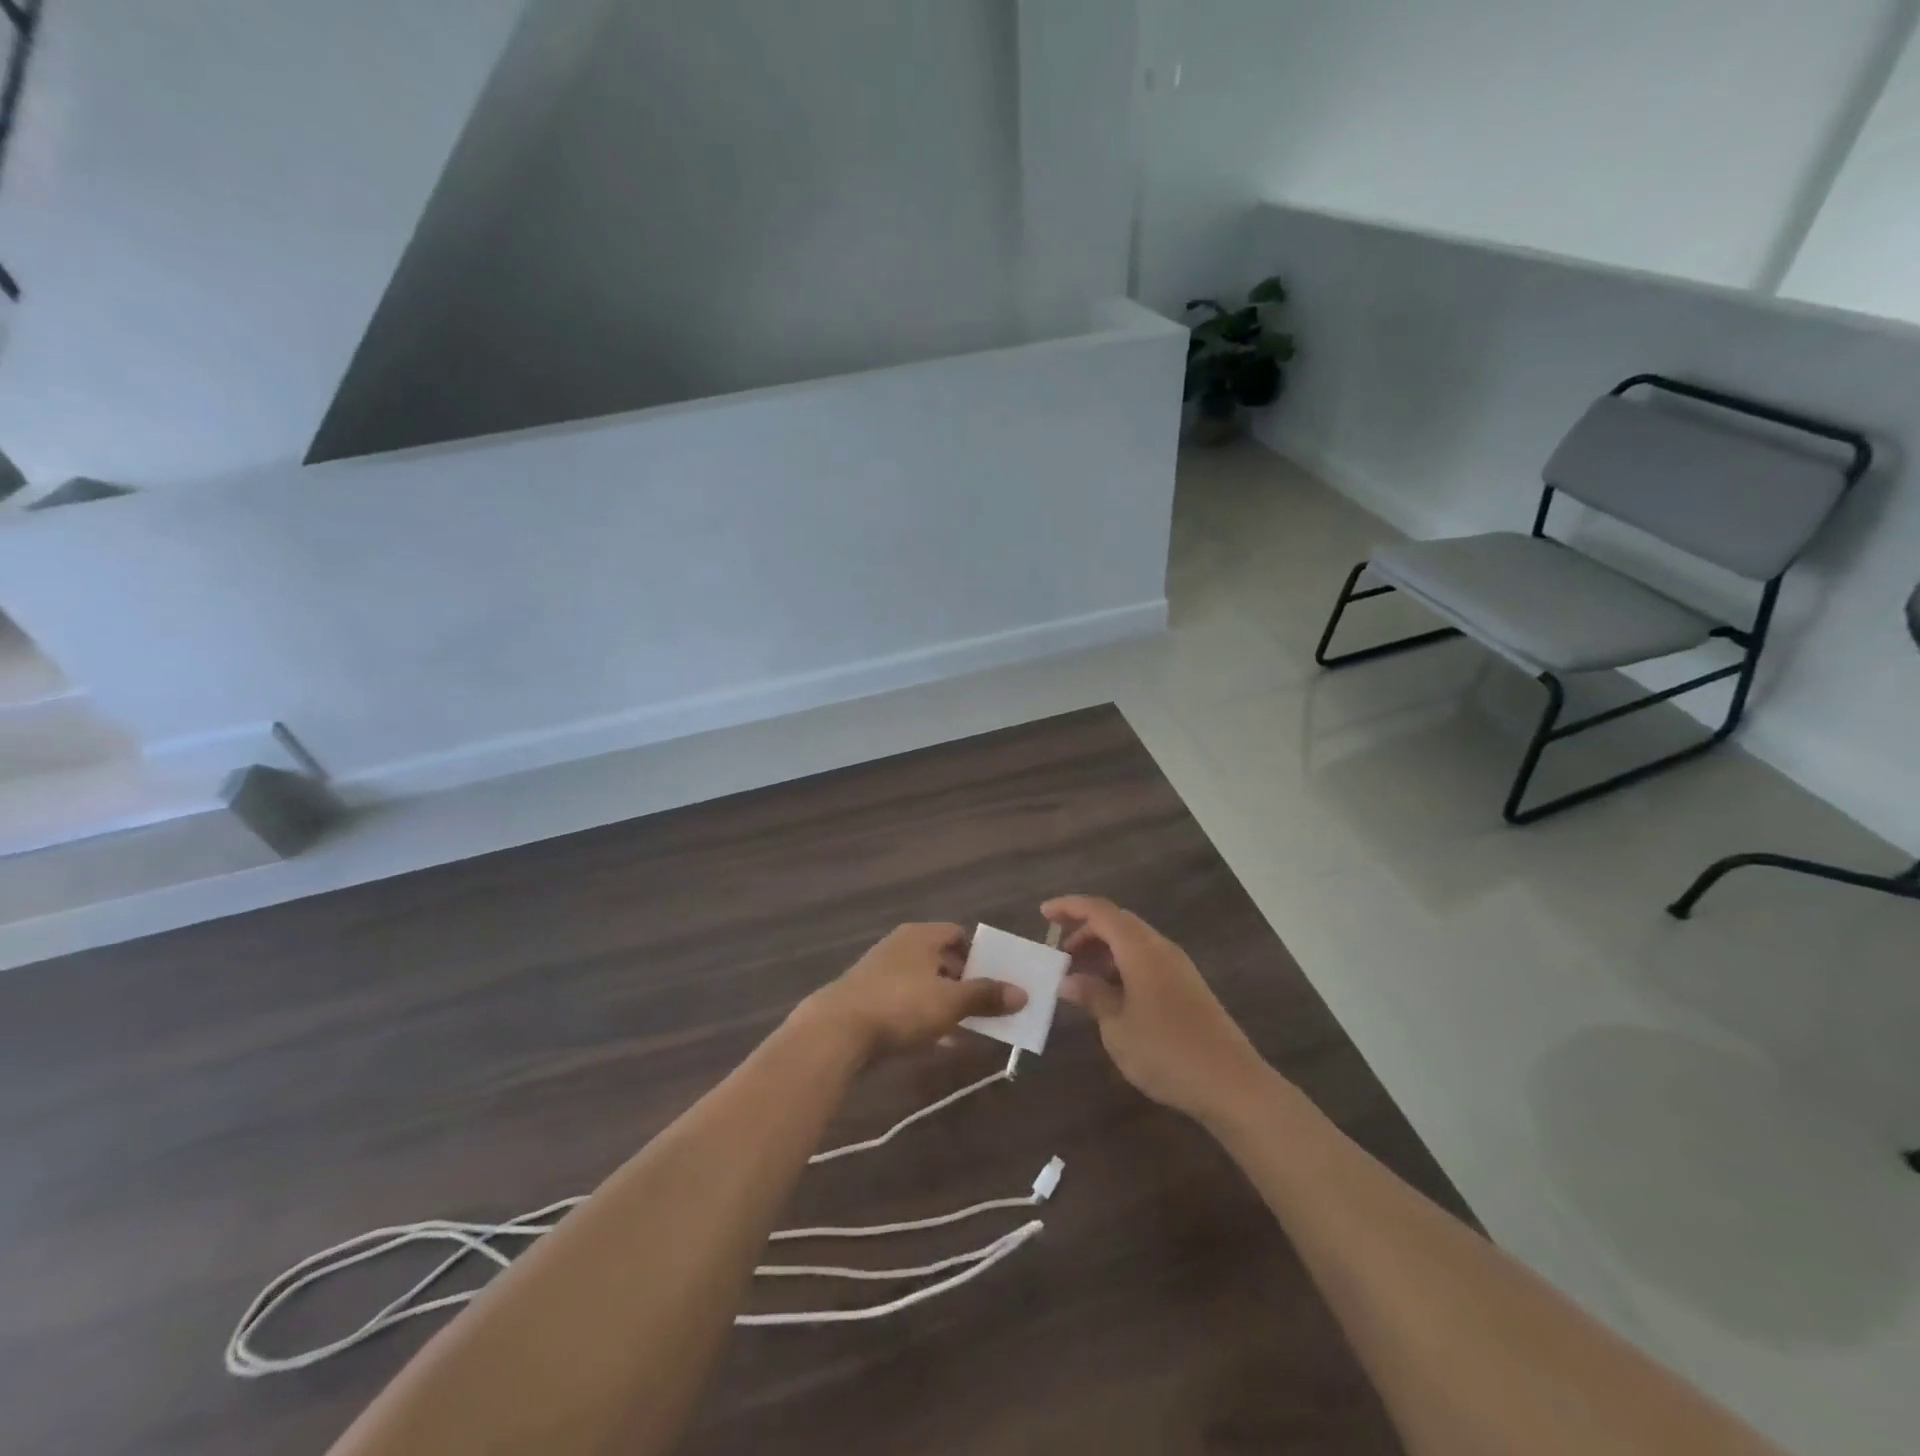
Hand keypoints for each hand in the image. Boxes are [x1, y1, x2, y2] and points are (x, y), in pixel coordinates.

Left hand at [797, 923, 1026, 1060]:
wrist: (837, 1031)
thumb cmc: (901, 1005)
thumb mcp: (951, 1001)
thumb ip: (986, 995)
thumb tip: (1022, 993)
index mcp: (920, 936)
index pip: (958, 935)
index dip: (980, 955)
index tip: (997, 981)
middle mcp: (900, 947)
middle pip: (942, 960)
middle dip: (965, 984)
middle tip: (988, 1008)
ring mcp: (881, 973)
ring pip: (924, 985)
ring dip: (946, 1004)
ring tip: (969, 1029)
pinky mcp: (867, 1000)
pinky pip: (905, 1005)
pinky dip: (924, 1018)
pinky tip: (937, 1043)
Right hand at [1043, 895, 1268, 1121]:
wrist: (1232, 1084)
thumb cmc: (1167, 1052)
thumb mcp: (1117, 1026)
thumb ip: (1092, 996)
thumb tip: (1069, 979)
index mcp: (1140, 949)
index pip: (1099, 911)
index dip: (1069, 907)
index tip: (1042, 915)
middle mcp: (1160, 948)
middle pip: (1117, 922)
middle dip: (1085, 931)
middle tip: (1060, 956)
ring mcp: (1177, 967)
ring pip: (1133, 941)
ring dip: (1103, 950)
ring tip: (1080, 978)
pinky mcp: (1187, 986)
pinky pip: (1146, 960)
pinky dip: (1121, 965)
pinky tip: (1110, 995)